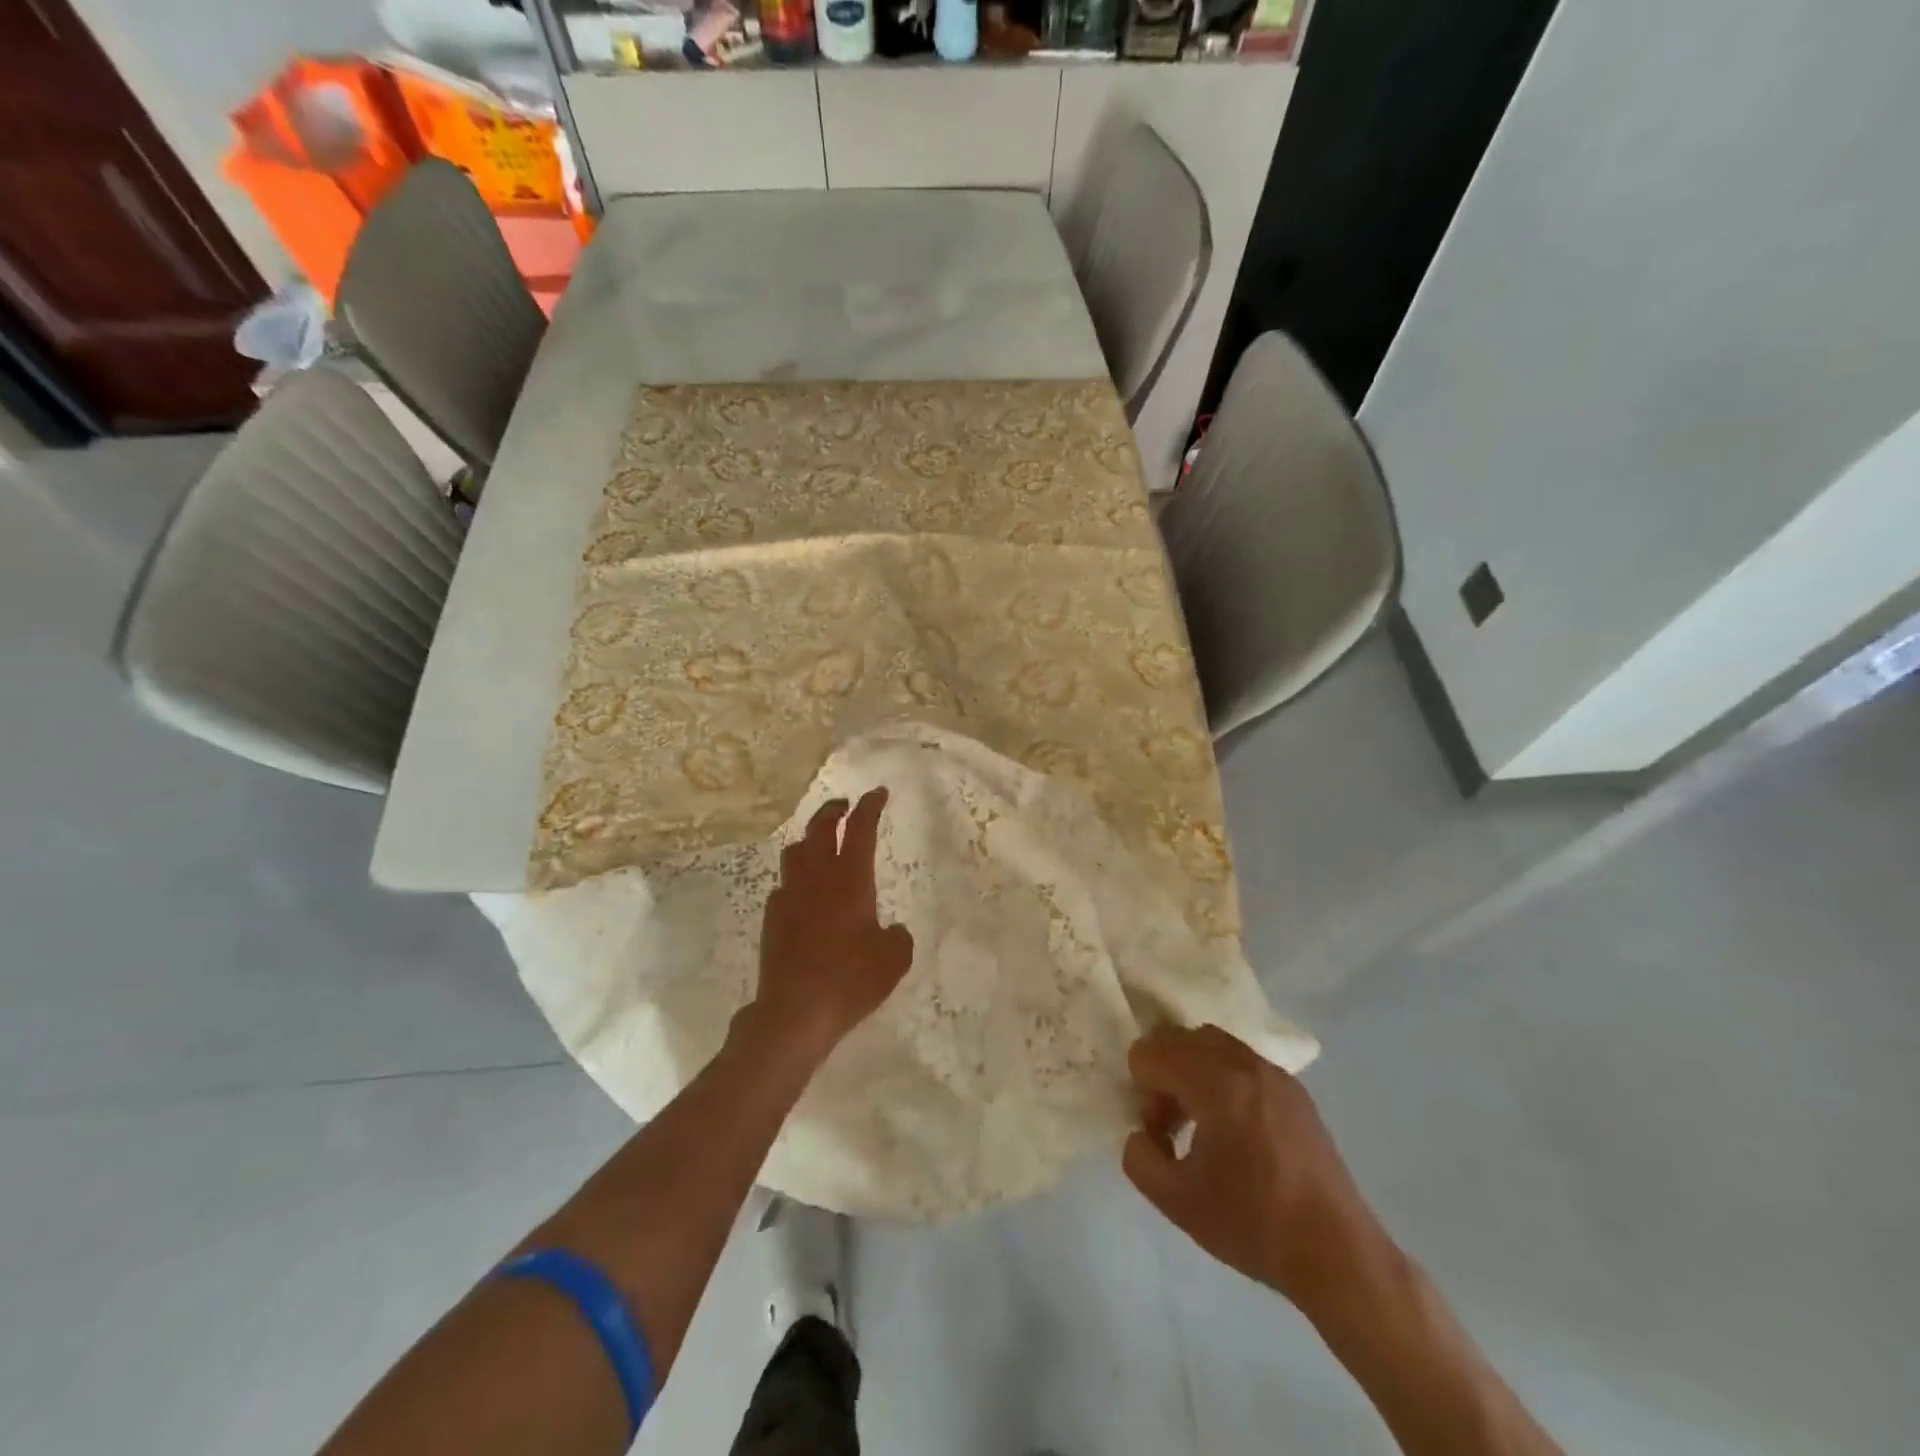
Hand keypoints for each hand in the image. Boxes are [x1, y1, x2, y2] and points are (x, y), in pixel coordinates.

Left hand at [751, 788, 914, 1066]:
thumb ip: (898, 938)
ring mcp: (789, 896)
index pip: (860, 829)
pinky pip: (784, 884)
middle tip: (845, 805)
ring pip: (795, 851)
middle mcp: (816, 878)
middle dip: (834, 811)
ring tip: (820, 843)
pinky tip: (804, 893)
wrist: (795, 1011)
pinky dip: (796, 878)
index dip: (870, 806)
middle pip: (820, 828)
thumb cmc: (851, 980)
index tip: (878, 792)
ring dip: (809, 839)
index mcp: (850, 879)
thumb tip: (893, 930)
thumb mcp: (894, 961)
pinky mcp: (772, 918)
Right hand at [1123, 1023, 1385, 1317]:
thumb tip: (1142, 1134)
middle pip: (1180, 1038)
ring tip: (1201, 1127)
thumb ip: (1139, 1157)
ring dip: (1192, 1073)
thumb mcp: (1176, 1201)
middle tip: (1172, 1127)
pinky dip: (1222, 1079)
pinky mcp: (1295, 1091)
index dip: (1143, 1091)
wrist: (1337, 1254)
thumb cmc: (1253, 1224)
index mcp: (1215, 1082)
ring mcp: (1274, 1073)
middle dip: (1164, 1075)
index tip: (1161, 1135)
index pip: (1151, 1051)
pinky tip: (1236, 1133)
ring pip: (1211, 1045)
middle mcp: (1244, 1063)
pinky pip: (1241, 1062)